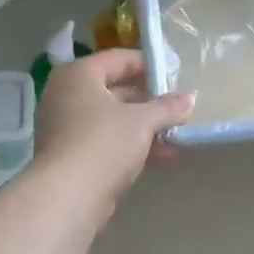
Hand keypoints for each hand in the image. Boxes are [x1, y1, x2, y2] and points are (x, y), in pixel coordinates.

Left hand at [32, 50, 193, 210]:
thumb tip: (189, 99)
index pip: (118, 59)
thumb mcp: (142, 121)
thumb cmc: (104, 143)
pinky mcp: (69, 155)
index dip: (147, 64)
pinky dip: (129, 145)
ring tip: (175, 136)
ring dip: (143, 127)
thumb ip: (167, 108)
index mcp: (78, 75)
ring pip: (111, 119)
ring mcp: (64, 127)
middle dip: (148, 102)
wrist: (68, 195)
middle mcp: (66, 95)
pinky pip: (104, 141)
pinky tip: (160, 157)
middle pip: (114, 90)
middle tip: (176, 110)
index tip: (173, 76)